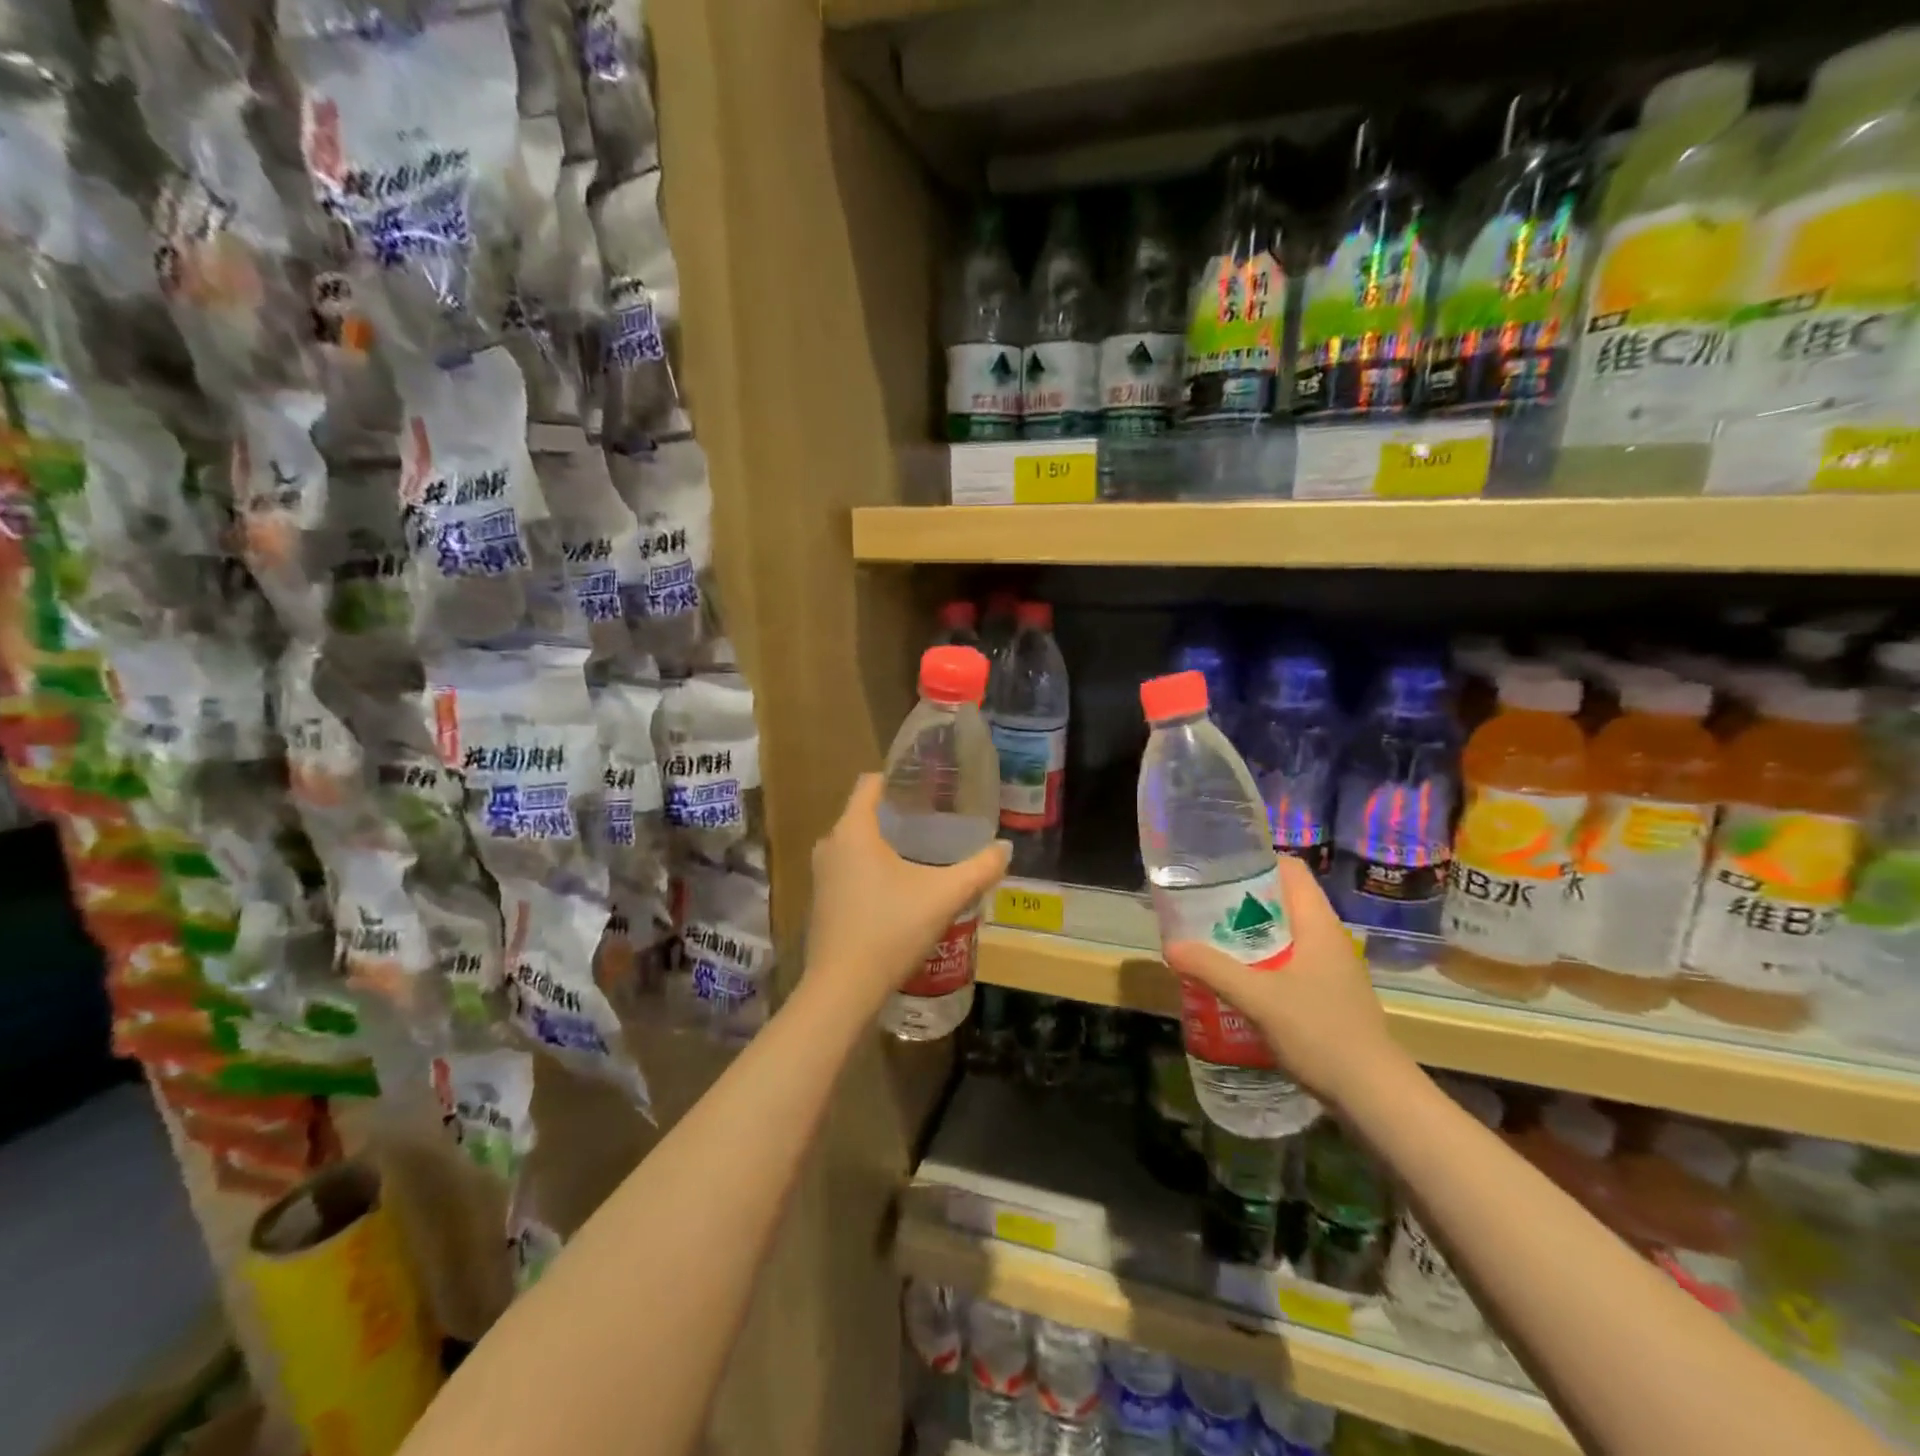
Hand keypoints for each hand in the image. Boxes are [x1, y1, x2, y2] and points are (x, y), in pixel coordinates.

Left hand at [804, 775, 1011, 1018]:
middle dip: (898, 814)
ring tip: (924, 853)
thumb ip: (979, 869)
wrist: (843, 989)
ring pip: (856, 845)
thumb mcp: (944, 897)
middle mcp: (830, 845)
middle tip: (936, 821)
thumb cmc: (890, 929)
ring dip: (885, 845)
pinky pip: (849, 870)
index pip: (870, 784)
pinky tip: (901, 889)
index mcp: (853, 830)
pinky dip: (872, 869)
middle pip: (865, 814)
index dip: (898, 779)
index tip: (928, 786)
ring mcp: (821, 876)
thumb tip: (1005, 848)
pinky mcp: (821, 902)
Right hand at [1165, 855, 1407, 1112]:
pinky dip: (1260, 961)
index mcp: (1318, 923)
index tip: (1217, 869)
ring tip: (1209, 940)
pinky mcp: (1327, 994)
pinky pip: (1287, 961)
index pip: (1290, 869)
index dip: (1255, 862)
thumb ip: (1213, 969)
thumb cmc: (1321, 1033)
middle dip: (1241, 900)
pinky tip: (1235, 979)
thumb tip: (1170, 945)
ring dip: (1248, 934)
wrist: (1374, 1096)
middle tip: (1201, 906)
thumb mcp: (1259, 998)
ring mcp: (1329, 967)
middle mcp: (1327, 937)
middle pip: (1282, 900)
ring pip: (1283, 933)